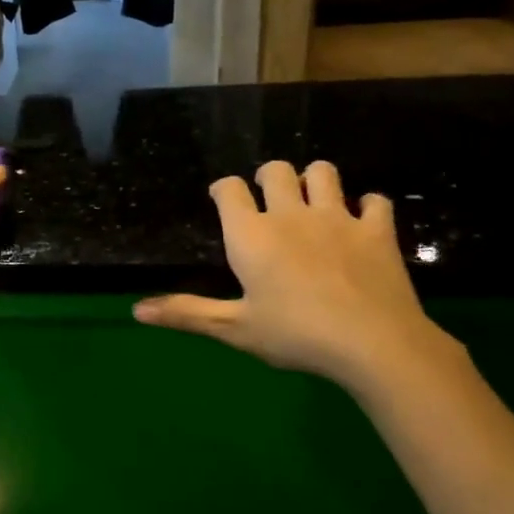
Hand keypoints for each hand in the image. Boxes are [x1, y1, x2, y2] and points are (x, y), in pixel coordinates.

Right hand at [133, 160, 452, 393]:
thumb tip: (136, 310)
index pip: (229, 190)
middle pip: (276, 170)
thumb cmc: (294, 335)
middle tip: (268, 198)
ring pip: (324, 172)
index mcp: (251, 234)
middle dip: (268, 177)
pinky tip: (362, 221)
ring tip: (312, 200)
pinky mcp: (377, 230)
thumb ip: (186, 313)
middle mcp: (290, 214)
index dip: (223, 190)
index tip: (222, 199)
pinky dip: (367, 206)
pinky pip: (375, 200)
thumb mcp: (233, 328)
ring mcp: (337, 218)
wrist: (372, 343)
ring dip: (314, 180)